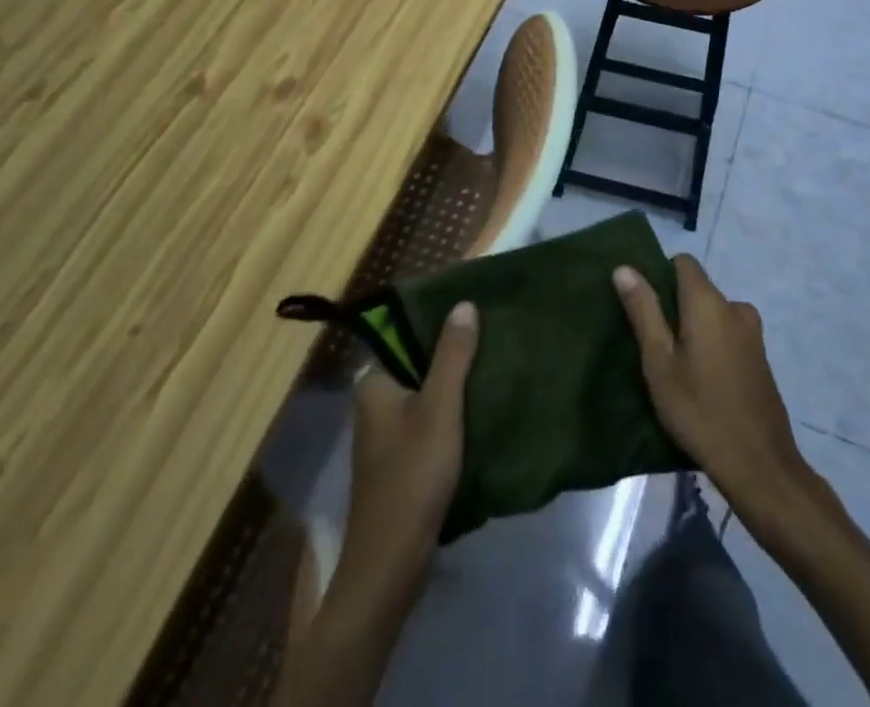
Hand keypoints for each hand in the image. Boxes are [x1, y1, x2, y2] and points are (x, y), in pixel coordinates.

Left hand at [334, 300, 479, 603]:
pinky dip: (452, 410)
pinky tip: (482, 404)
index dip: (438, 318)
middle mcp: (375, 401)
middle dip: (452, 350)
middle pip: (417, 361)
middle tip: (492, 330)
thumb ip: (452, 356)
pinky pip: (429, 418)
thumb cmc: (412, 476)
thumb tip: (463, 303)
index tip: (473, 305)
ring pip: (425, 391)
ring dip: (455, 381)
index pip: (405, 332)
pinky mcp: (401, 458)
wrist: (390, 566)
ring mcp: (386, 432)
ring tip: (494, 360)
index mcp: (374, 382)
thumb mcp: (439, 409)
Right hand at [614, 257, 815, 521]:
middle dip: (674, 308)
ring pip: (712, 315)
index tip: (644, 308)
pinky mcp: (760, 357)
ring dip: (693, 330)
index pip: (683, 262)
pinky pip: (727, 335)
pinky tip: (701, 382)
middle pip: (697, 289)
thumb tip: (625, 268)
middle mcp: (735, 307)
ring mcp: (752, 333)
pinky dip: (711, 346)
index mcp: (709, 302)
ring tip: (675, 368)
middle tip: (653, 346)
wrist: (760, 466)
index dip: (660, 276)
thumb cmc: (700, 411)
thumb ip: (643, 311)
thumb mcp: (659, 363)